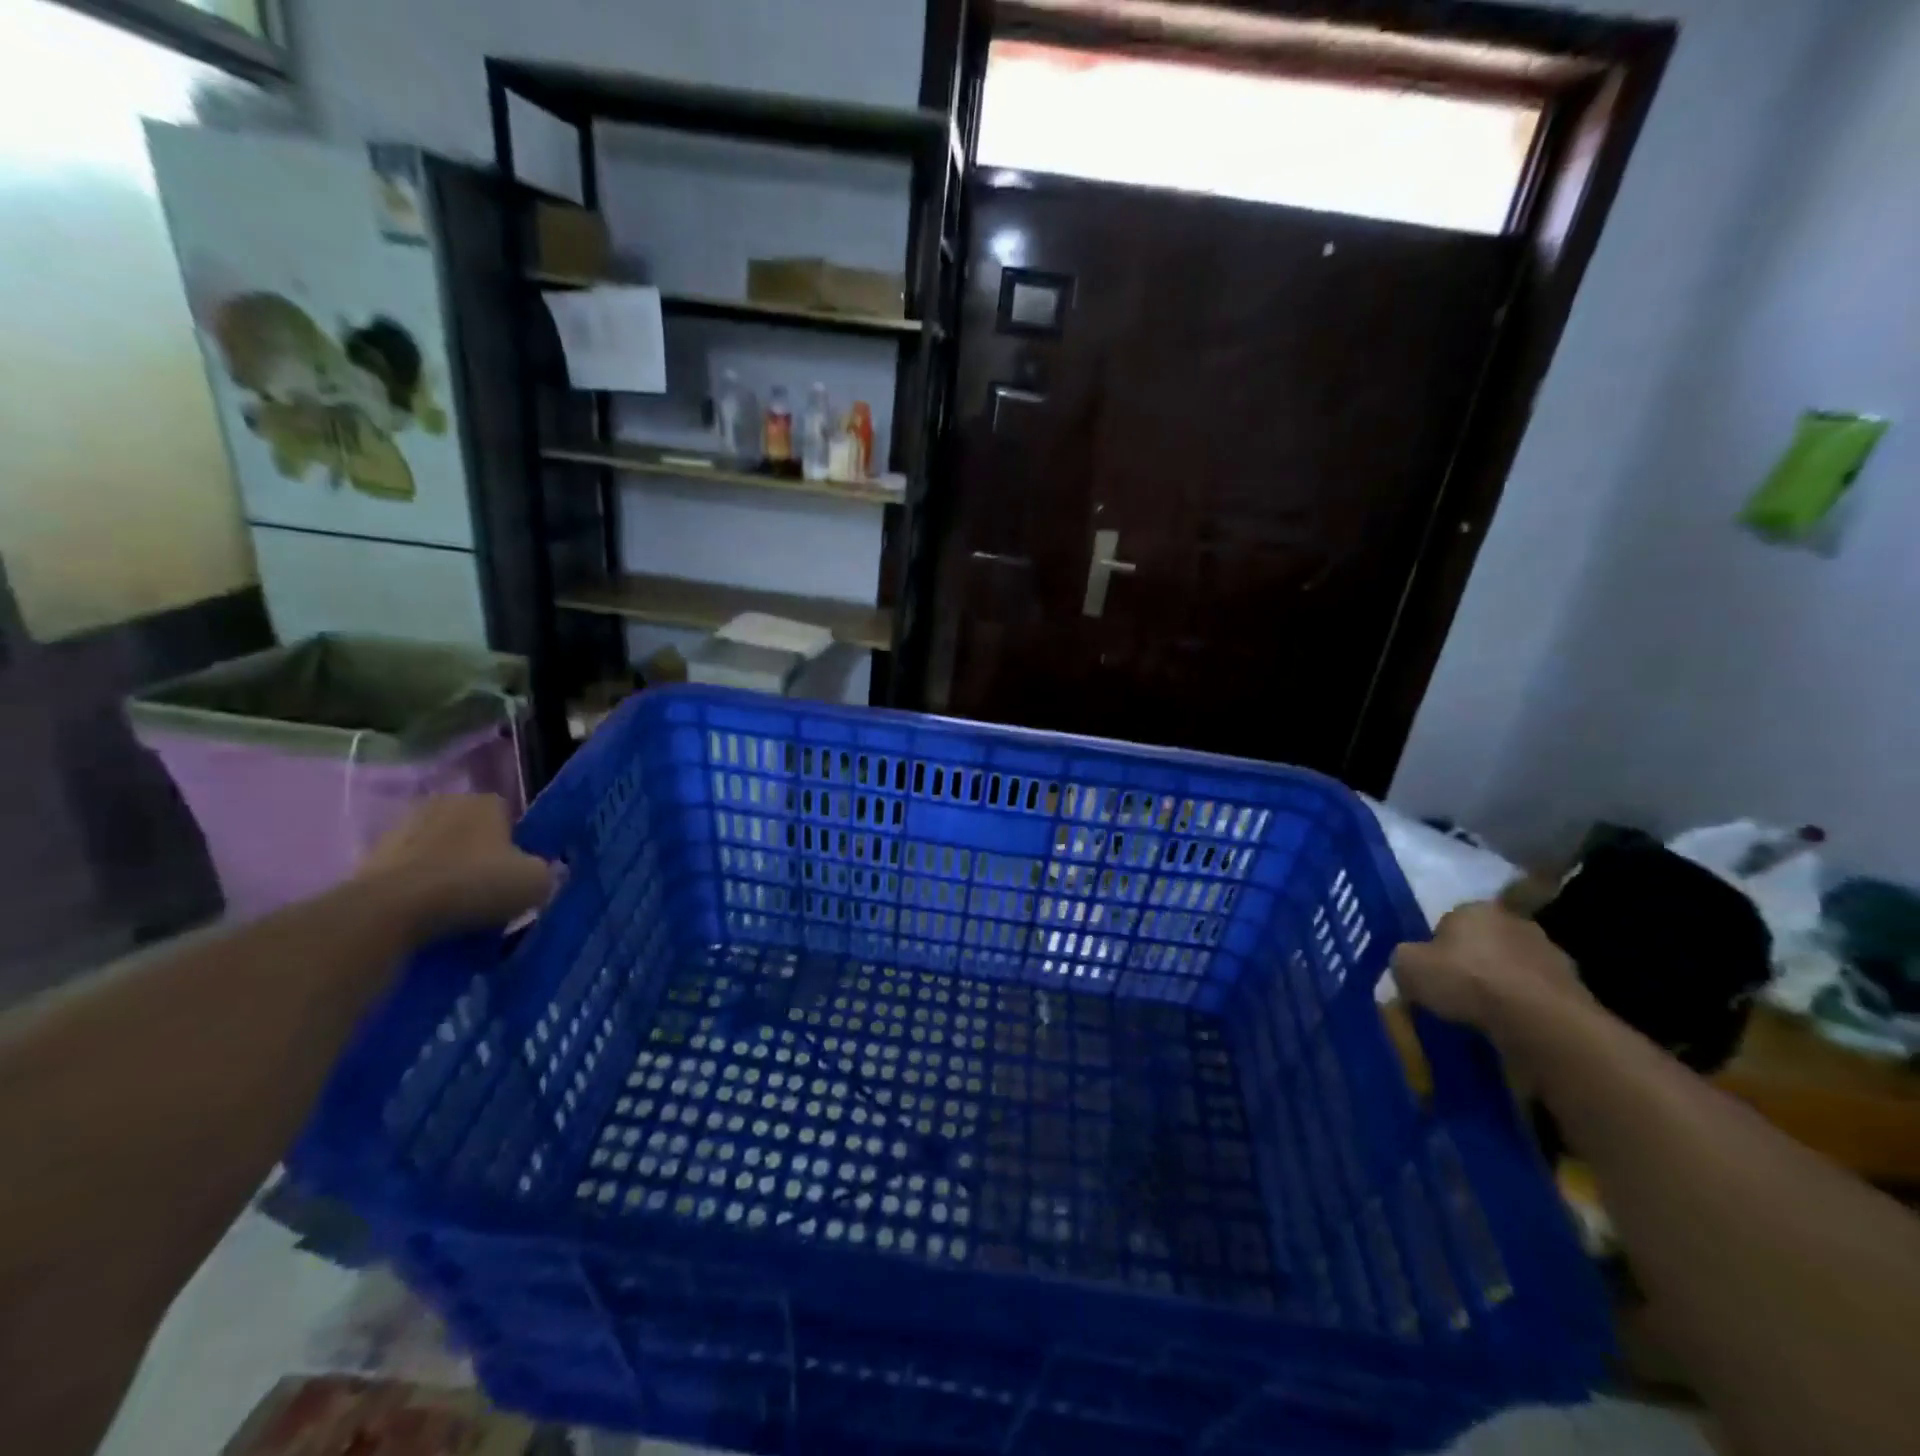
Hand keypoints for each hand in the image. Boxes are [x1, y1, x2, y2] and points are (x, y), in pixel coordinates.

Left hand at [352, 795, 556, 941]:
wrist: (392, 911)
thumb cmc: (475, 885)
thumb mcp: (536, 883)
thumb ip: (546, 872)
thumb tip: (542, 873)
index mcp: (486, 801)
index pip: (509, 816)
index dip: (517, 845)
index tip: (516, 874)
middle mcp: (444, 803)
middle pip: (472, 831)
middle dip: (479, 855)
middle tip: (488, 890)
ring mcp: (402, 828)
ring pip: (438, 851)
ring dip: (447, 872)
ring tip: (456, 908)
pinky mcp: (370, 857)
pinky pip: (410, 872)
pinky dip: (418, 888)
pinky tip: (428, 913)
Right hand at [1392, 901, 1590, 1044]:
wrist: (1539, 1019)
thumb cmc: (1466, 980)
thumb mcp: (1408, 967)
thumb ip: (1404, 959)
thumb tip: (1409, 964)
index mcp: (1474, 909)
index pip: (1449, 922)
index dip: (1437, 948)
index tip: (1432, 974)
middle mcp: (1515, 921)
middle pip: (1485, 942)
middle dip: (1473, 963)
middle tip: (1457, 993)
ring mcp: (1550, 953)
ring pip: (1514, 968)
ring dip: (1503, 985)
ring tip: (1486, 1015)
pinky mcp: (1575, 987)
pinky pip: (1538, 995)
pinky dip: (1526, 1007)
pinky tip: (1513, 1027)